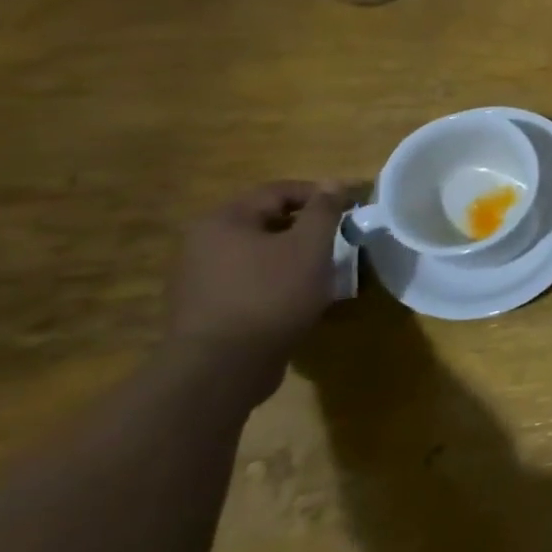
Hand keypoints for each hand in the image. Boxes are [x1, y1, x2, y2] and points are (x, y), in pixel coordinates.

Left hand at [165, 182, 355, 385]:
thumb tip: (332, 183)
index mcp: (224, 220)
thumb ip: (324, 210)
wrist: (222, 368)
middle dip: (307, 227)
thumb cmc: (271, 295)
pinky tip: (299, 297)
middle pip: (267, 221)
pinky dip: (277, 280)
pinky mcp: (205, 308)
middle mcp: (203, 243)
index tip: (352, 207)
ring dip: (293, 255)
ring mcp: (199, 278)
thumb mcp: (310, 246)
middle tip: (340, 239)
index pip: (279, 191)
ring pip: (259, 253)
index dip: (320, 194)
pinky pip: (249, 280)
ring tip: (324, 270)